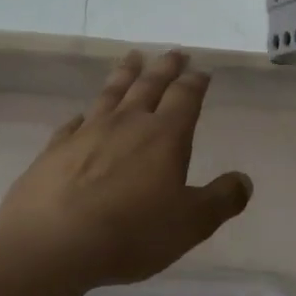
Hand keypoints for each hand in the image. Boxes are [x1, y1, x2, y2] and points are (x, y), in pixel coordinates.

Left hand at [0, 50, 254, 294]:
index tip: (201, 71)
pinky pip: (74, 123)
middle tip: (174, 53)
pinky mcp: (55, 150)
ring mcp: (87, 133)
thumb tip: (244, 180)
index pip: (185, 97)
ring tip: (133, 58)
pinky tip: (82, 115)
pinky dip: (83, 115)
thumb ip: (222, 200)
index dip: (195, 82)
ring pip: (111, 94)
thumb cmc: (131, 232)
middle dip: (165, 68)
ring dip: (125, 74)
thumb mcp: (191, 223)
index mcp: (165, 136)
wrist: (51, 242)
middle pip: (149, 85)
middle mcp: (128, 124)